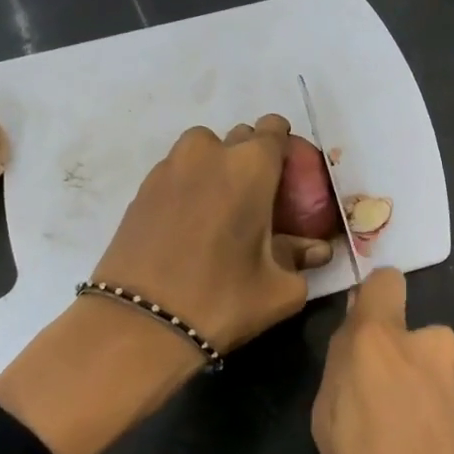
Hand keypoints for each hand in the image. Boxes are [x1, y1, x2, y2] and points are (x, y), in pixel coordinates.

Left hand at [0, 115, 331, 453]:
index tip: (289, 181)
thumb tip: (316, 249)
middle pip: (241, 137)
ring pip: (205, 151)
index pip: (276, 129)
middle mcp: (209, 153)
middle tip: (259, 202)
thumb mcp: (280, 288)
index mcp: (251, 166)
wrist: (138, 324)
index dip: (286, 150)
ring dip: (218, 169)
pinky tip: (192, 226)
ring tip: (222, 212)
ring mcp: (170, 167)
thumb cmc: (221, 300)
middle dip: (253, 161)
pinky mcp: (142, 188)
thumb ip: (301, 258)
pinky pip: (178, 172)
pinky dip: (191, 187)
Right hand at [310, 268, 453, 453]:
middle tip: (385, 419)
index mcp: (384, 342)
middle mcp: (434, 344)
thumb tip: (357, 346)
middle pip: (412, 337)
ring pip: (441, 371)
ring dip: (430, 394)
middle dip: (399, 364)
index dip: (375, 304)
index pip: (386, 282)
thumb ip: (342, 371)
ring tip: (420, 453)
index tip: (365, 341)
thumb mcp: (328, 430)